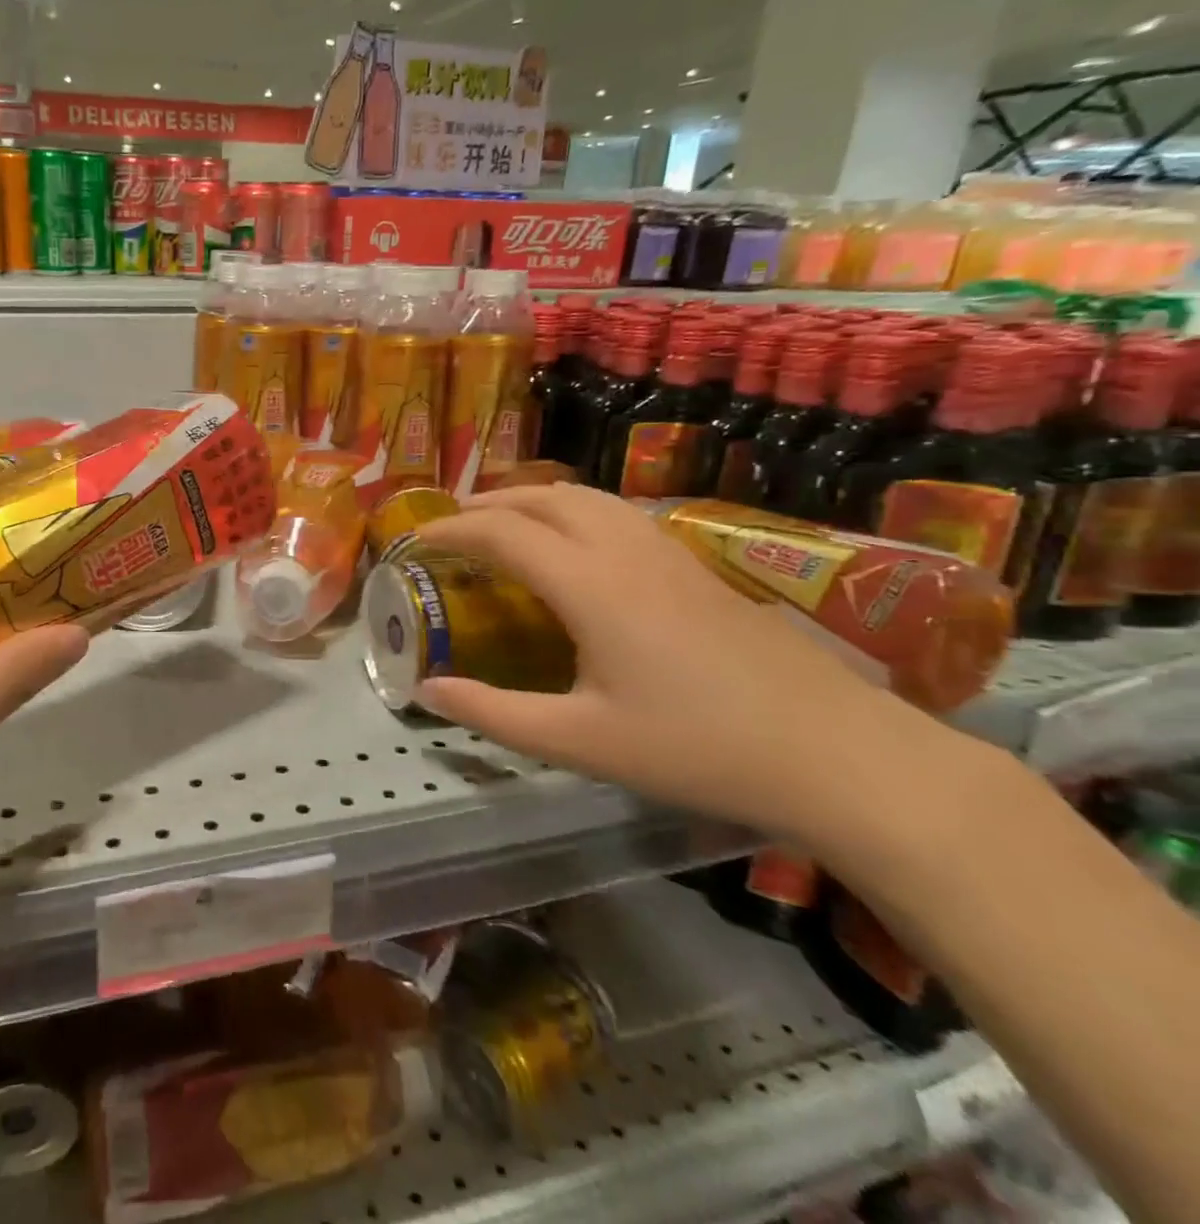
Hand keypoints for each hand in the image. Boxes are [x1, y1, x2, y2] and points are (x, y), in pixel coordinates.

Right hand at [414, 485, 971, 854]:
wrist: (837, 753)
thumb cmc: (697, 748)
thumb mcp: (580, 742)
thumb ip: (494, 714)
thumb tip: (426, 691)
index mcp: (589, 585)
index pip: (502, 533)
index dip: (450, 530)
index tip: (415, 542)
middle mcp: (624, 551)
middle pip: (543, 499)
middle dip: (488, 504)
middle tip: (451, 527)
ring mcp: (667, 553)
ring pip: (586, 498)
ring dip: (533, 500)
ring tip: (504, 524)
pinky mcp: (696, 567)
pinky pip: (617, 513)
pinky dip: (573, 511)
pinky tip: (576, 547)